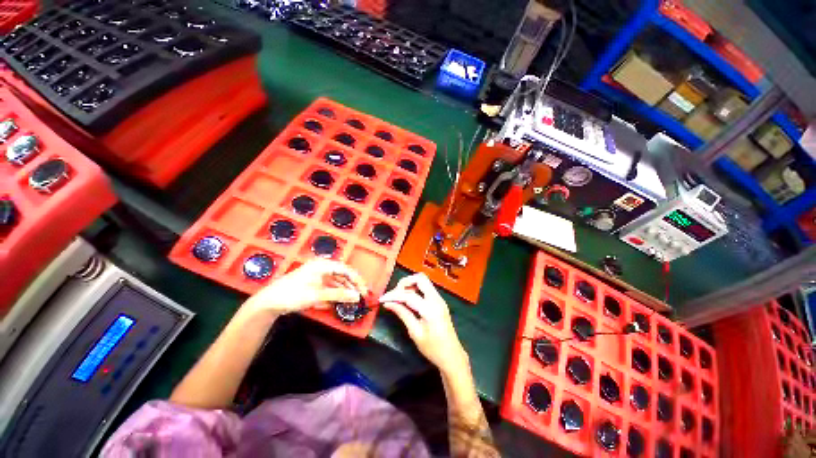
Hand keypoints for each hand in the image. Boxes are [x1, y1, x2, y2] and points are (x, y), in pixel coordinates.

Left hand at [243, 259, 367, 314]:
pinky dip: (334, 293)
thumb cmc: (293, 294)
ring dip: (344, 291)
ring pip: (336, 281)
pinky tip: (338, 302)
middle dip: (351, 286)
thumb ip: (339, 295)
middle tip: (360, 297)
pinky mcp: (313, 282)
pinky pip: (329, 286)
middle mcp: (322, 267)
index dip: (357, 280)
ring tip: (351, 301)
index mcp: (323, 265)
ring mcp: (317, 274)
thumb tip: (358, 297)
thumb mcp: (318, 295)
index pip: (346, 270)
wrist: (269, 302)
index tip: (364, 291)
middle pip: (342, 275)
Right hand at [380, 273, 467, 374]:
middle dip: (404, 283)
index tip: (382, 299)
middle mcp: (436, 299)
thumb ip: (402, 314)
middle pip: (420, 278)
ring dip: (410, 285)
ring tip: (399, 298)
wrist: (452, 356)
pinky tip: (408, 300)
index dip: (393, 295)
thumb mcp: (415, 332)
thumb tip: (388, 303)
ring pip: (423, 281)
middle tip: (394, 294)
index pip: (408, 295)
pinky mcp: (439, 301)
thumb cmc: (433, 349)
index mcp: (430, 308)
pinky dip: (415, 289)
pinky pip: (426, 288)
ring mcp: (439, 299)